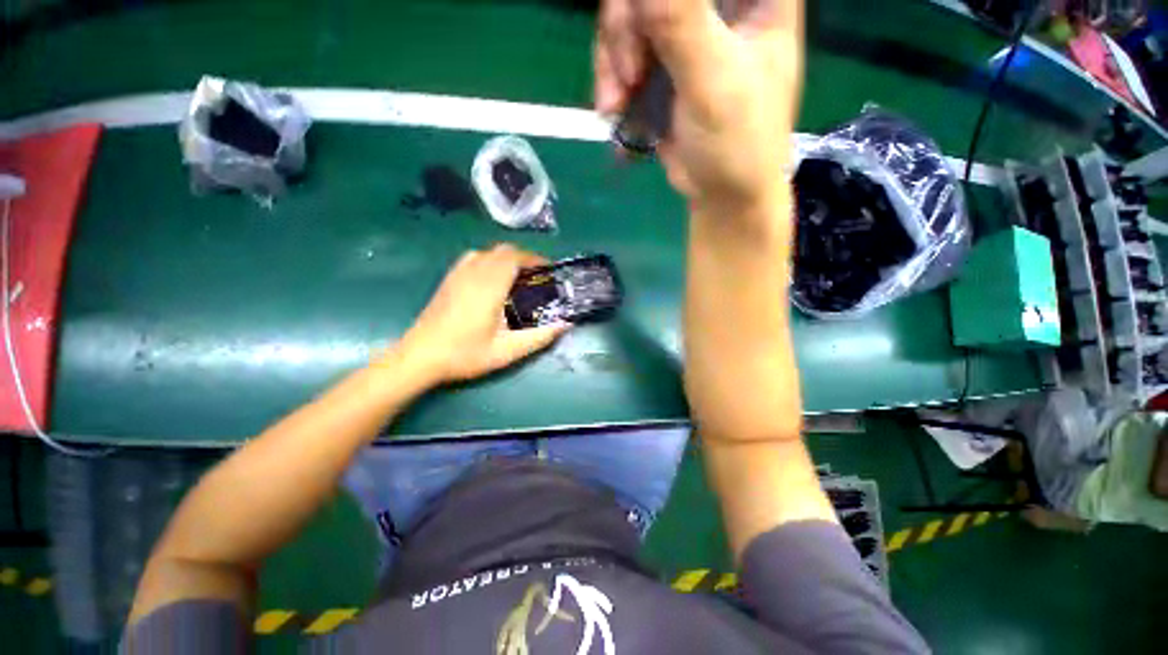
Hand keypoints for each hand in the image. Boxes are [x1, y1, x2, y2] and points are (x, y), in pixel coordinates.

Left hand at [395, 244, 568, 384]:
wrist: (421, 355)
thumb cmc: (464, 354)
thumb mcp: (506, 351)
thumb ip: (538, 337)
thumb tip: (566, 323)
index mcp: (490, 283)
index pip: (517, 256)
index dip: (536, 260)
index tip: (549, 273)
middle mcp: (474, 270)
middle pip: (503, 250)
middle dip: (522, 259)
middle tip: (535, 279)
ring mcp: (458, 272)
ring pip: (487, 252)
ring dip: (504, 259)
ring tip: (514, 281)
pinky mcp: (448, 279)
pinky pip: (473, 259)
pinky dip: (488, 262)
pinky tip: (489, 284)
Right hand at [594, 0, 802, 214]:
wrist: (722, 193)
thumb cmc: (740, 141)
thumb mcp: (713, 78)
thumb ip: (679, 20)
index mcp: (761, 2)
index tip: (660, 17)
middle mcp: (727, 4)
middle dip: (630, 21)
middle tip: (631, 65)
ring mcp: (693, 20)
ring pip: (632, 4)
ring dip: (615, 49)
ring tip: (620, 95)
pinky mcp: (664, 42)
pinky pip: (621, 31)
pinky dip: (610, 64)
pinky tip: (614, 100)